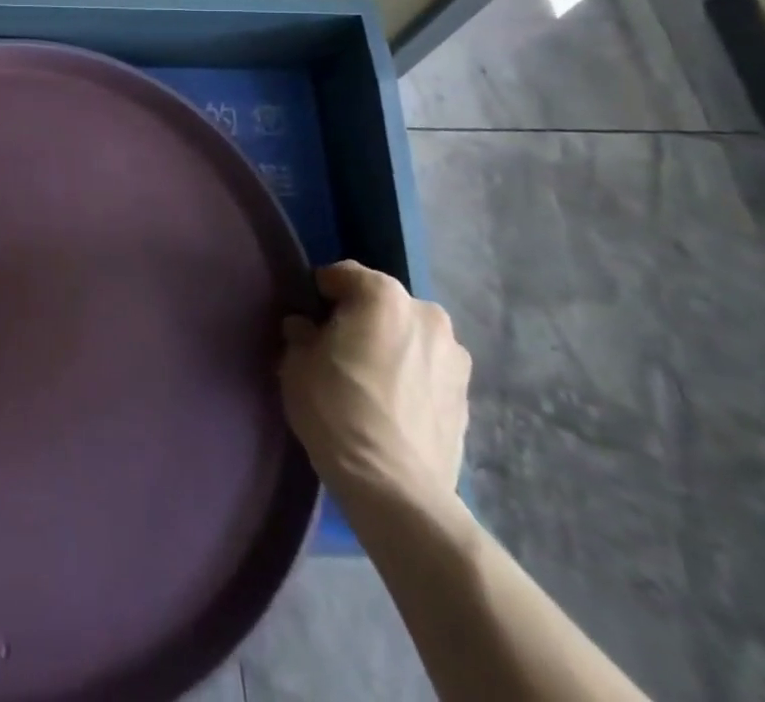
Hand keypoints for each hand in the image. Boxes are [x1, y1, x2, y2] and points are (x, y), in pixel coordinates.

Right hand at [279, 261, 469, 513]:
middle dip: (362, 319)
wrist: (396, 489)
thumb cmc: (337, 410)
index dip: (321, 294)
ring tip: (370, 382)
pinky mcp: (468, 397)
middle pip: (382, 305)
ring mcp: (454, 357)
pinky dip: (411, 377)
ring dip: (391, 348)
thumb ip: (301, 334)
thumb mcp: (297, 363)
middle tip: (338, 351)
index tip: (308, 319)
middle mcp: (426, 314)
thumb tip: (306, 328)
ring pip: (410, 337)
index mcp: (383, 295)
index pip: (343, 275)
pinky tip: (393, 407)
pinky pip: (428, 371)